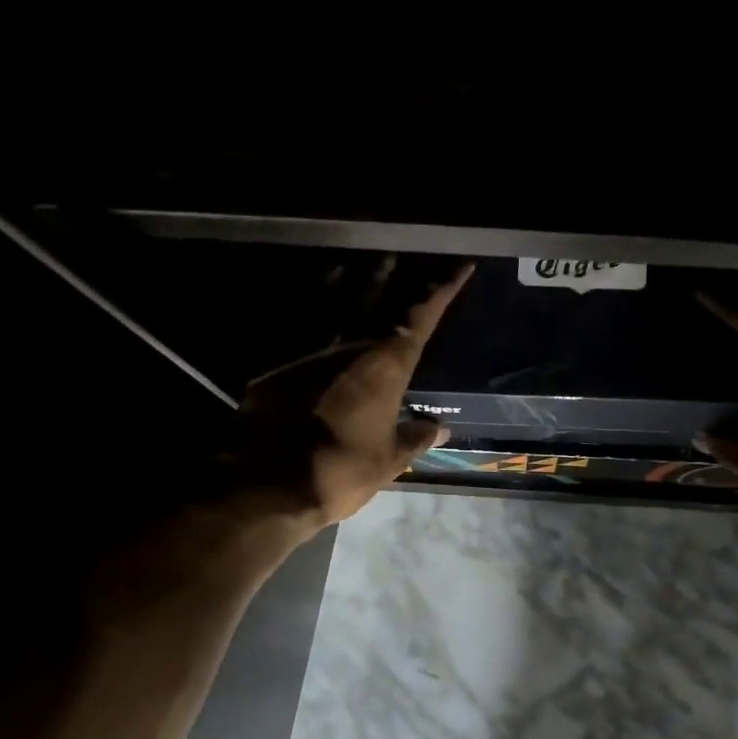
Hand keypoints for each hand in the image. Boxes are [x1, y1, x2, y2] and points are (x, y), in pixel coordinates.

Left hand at [216, 257, 473, 540]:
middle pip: (378, 297)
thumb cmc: (344, 469)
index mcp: (387, 366)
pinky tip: (317, 294)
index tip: (462, 266)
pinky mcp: (279, 358)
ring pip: (338, 299)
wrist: (275, 481)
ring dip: (355, 280)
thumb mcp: (389, 460)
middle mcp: (352, 344)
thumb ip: (416, 438)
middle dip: (395, 276)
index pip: (422, 317)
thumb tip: (443, 429)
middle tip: (401, 258)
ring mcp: (312, 347)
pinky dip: (315, 302)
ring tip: (365, 264)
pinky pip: (302, 319)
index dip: (444, 290)